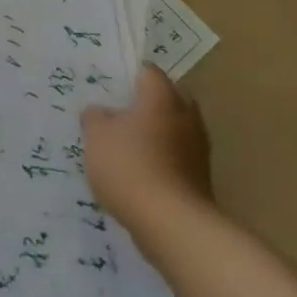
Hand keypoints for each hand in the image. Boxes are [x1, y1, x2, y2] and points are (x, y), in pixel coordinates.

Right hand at [81, 63, 213, 225]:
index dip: (129, 76)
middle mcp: (186, 116)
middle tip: (119, 114)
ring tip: (128, 146)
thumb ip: (95, 116)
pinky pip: (178, 157)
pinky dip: (162, 159)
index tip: (110, 87)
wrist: (172, 224)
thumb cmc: (130, 166)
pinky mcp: (201, 178)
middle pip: (167, 98)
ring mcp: (198, 149)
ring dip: (156, 134)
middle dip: (147, 104)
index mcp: (162, 97)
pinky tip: (141, 173)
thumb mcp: (96, 135)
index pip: (148, 72)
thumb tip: (100, 113)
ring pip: (174, 129)